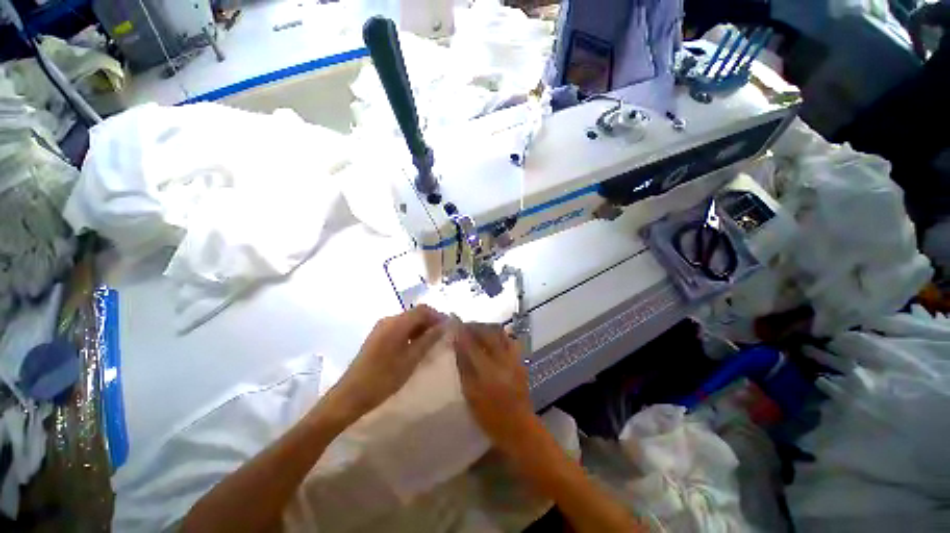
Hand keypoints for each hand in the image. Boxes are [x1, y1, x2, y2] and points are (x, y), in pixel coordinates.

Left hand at [322, 305, 445, 423]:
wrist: (350, 395)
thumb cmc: (383, 378)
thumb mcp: (411, 359)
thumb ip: (429, 339)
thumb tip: (444, 325)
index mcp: (396, 323)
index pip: (423, 310)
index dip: (438, 316)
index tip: (449, 328)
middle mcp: (389, 320)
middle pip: (415, 314)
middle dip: (431, 322)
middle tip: (443, 337)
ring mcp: (381, 328)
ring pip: (408, 321)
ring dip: (422, 328)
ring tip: (433, 343)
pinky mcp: (378, 336)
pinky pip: (400, 328)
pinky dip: (412, 333)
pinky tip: (417, 347)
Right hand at [453, 322, 538, 454]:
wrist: (519, 427)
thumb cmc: (490, 416)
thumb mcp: (471, 394)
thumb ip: (464, 367)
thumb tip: (457, 344)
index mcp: (488, 371)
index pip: (472, 343)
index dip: (462, 330)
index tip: (453, 321)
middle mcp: (503, 360)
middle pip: (489, 333)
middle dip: (475, 325)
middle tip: (464, 325)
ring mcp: (514, 358)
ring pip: (500, 333)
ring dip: (487, 328)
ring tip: (476, 330)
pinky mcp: (521, 360)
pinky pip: (509, 339)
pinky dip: (499, 334)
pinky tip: (491, 338)